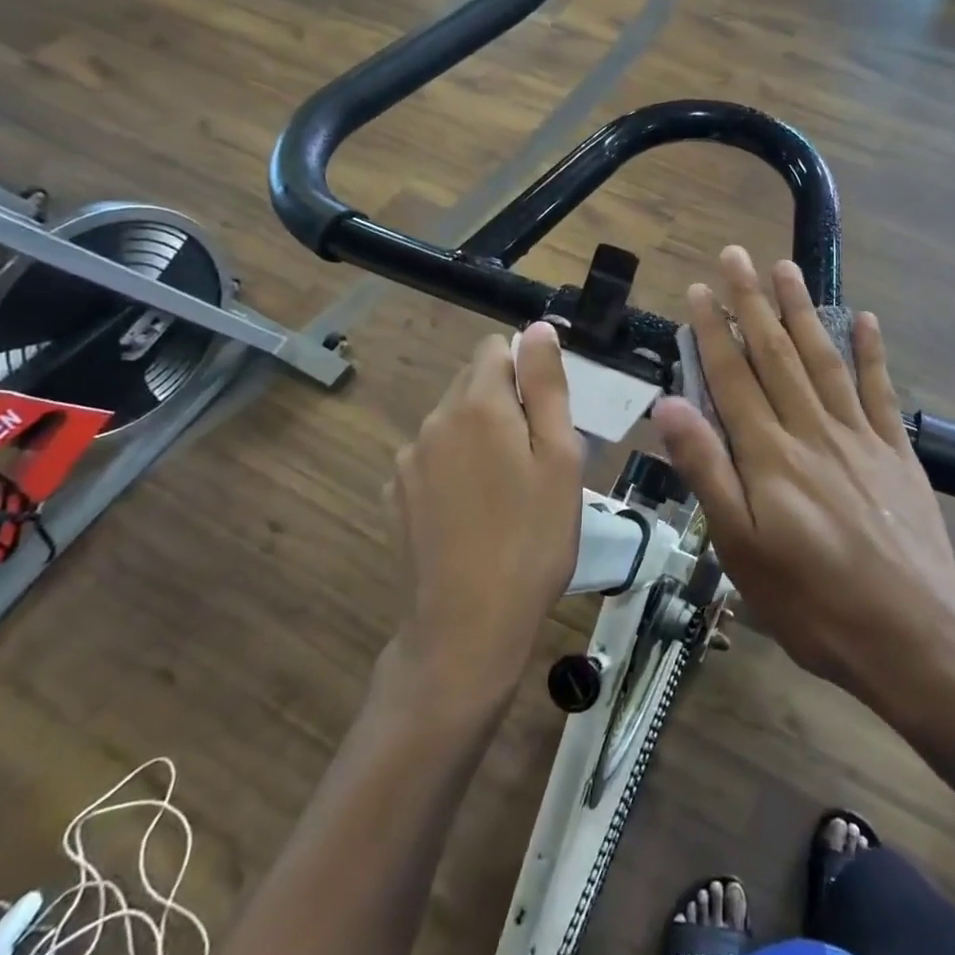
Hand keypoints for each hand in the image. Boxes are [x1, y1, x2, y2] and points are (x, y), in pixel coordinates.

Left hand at [388, 323, 582, 707]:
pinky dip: (453, 471)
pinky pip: (431, 462)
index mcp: (476, 404)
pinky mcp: (395, 498)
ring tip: (506, 493)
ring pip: (451, 424)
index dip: (526, 371)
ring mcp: (407, 462)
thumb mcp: (559, 458)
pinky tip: (472, 516)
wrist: (468, 626)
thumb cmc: (532, 539)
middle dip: (504, 404)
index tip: (547, 415)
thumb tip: (538, 328)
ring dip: (477, 438)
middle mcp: (434, 421)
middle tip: (535, 459)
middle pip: (471, 384)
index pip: (496, 350)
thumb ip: (546, 386)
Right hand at [652, 248, 954, 706]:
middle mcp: (812, 430)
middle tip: (737, 255)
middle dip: (753, 301)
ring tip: (787, 268)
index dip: (714, 330)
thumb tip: (670, 405)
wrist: (913, 635)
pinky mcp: (896, 453)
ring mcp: (859, 437)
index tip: (701, 289)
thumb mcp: (740, 548)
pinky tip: (865, 320)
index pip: (733, 377)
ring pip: (824, 359)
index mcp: (769, 455)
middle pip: (776, 354)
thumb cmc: (812, 601)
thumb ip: (706, 470)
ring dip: (803, 311)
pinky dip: (872, 352)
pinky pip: (881, 391)